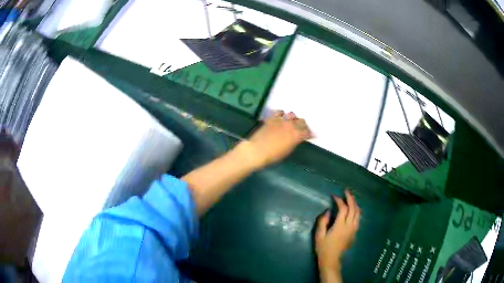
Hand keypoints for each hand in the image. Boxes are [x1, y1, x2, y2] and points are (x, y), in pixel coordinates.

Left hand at [240, 110, 312, 168]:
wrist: (257, 150)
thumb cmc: (273, 156)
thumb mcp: (287, 151)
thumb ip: (294, 142)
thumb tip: (297, 139)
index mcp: (297, 135)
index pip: (307, 132)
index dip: (310, 134)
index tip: (311, 135)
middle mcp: (291, 125)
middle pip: (302, 121)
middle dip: (303, 125)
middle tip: (302, 129)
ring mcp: (281, 120)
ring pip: (292, 115)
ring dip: (293, 119)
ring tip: (291, 123)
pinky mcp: (272, 118)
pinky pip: (280, 112)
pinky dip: (282, 114)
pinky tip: (281, 118)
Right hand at [315, 190, 360, 276]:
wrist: (331, 259)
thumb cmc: (323, 247)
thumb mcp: (319, 235)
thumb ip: (323, 221)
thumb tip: (328, 210)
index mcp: (340, 226)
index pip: (343, 209)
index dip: (339, 200)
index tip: (334, 196)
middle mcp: (349, 226)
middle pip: (353, 208)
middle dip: (350, 198)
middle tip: (346, 191)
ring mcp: (353, 229)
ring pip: (358, 213)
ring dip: (355, 203)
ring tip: (351, 197)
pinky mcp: (354, 232)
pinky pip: (358, 218)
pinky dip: (357, 210)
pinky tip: (354, 209)